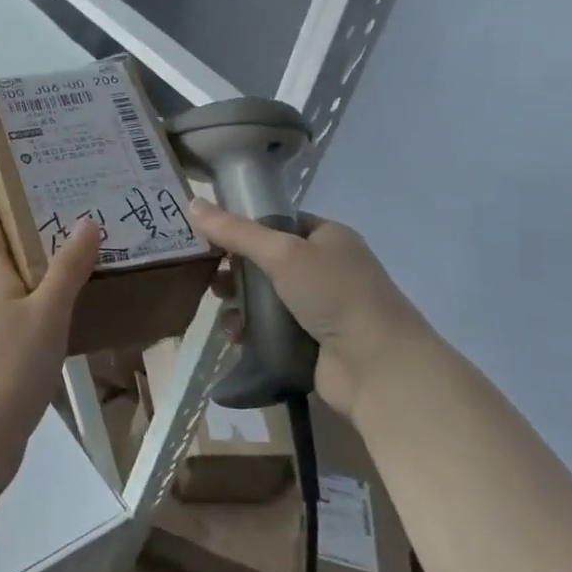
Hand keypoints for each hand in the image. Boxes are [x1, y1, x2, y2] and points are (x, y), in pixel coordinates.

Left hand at [0, 180, 100, 472]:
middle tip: (29, 192)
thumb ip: (68, 267)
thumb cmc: (10, 362)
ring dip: (21, 249)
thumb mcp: (47, 310)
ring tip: (52, 233)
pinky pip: (19, 298)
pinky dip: (36, 283)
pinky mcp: (4, 344)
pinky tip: (58, 291)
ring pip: (4, 271)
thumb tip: (87, 220)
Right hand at [187, 198, 427, 418]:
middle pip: (266, 261)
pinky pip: (269, 327)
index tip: (208, 236)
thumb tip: (193, 203)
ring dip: (239, 302)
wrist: (378, 367)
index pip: (277, 222)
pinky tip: (236, 334)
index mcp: (328, 237)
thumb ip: (236, 231)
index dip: (243, 226)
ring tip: (223, 310)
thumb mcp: (282, 253)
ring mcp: (319, 307)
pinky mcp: (310, 341)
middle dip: (235, 269)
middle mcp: (325, 268)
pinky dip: (250, 329)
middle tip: (211, 276)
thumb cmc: (334, 295)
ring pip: (264, 296)